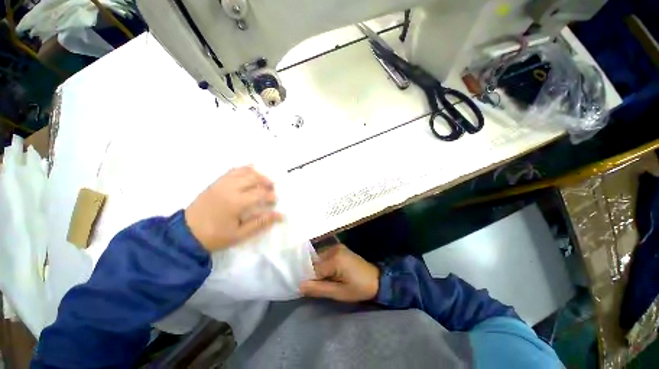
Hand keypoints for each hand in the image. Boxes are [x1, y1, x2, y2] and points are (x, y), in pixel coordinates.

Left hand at [185, 166, 281, 251]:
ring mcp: (221, 183)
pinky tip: (251, 171)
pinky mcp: (215, 183)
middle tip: (272, 189)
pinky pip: (233, 171)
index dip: (270, 196)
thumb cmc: (215, 236)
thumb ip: (260, 223)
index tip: (274, 201)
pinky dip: (244, 169)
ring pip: (244, 171)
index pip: (260, 193)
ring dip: (257, 174)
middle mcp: (229, 188)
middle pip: (253, 178)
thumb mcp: (240, 234)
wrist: (186, 234)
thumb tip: (280, 215)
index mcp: (235, 202)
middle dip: (266, 182)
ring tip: (264, 180)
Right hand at [300, 244, 379, 301]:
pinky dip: (325, 265)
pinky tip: (330, 274)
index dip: (310, 280)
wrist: (377, 279)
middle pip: (316, 262)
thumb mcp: (339, 293)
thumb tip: (300, 285)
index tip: (309, 289)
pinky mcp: (340, 248)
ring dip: (320, 270)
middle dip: (314, 274)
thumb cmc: (359, 288)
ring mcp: (337, 247)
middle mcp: (334, 249)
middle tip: (319, 286)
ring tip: (326, 280)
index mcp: (335, 258)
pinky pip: (326, 256)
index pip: (313, 269)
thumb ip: (319, 289)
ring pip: (320, 259)